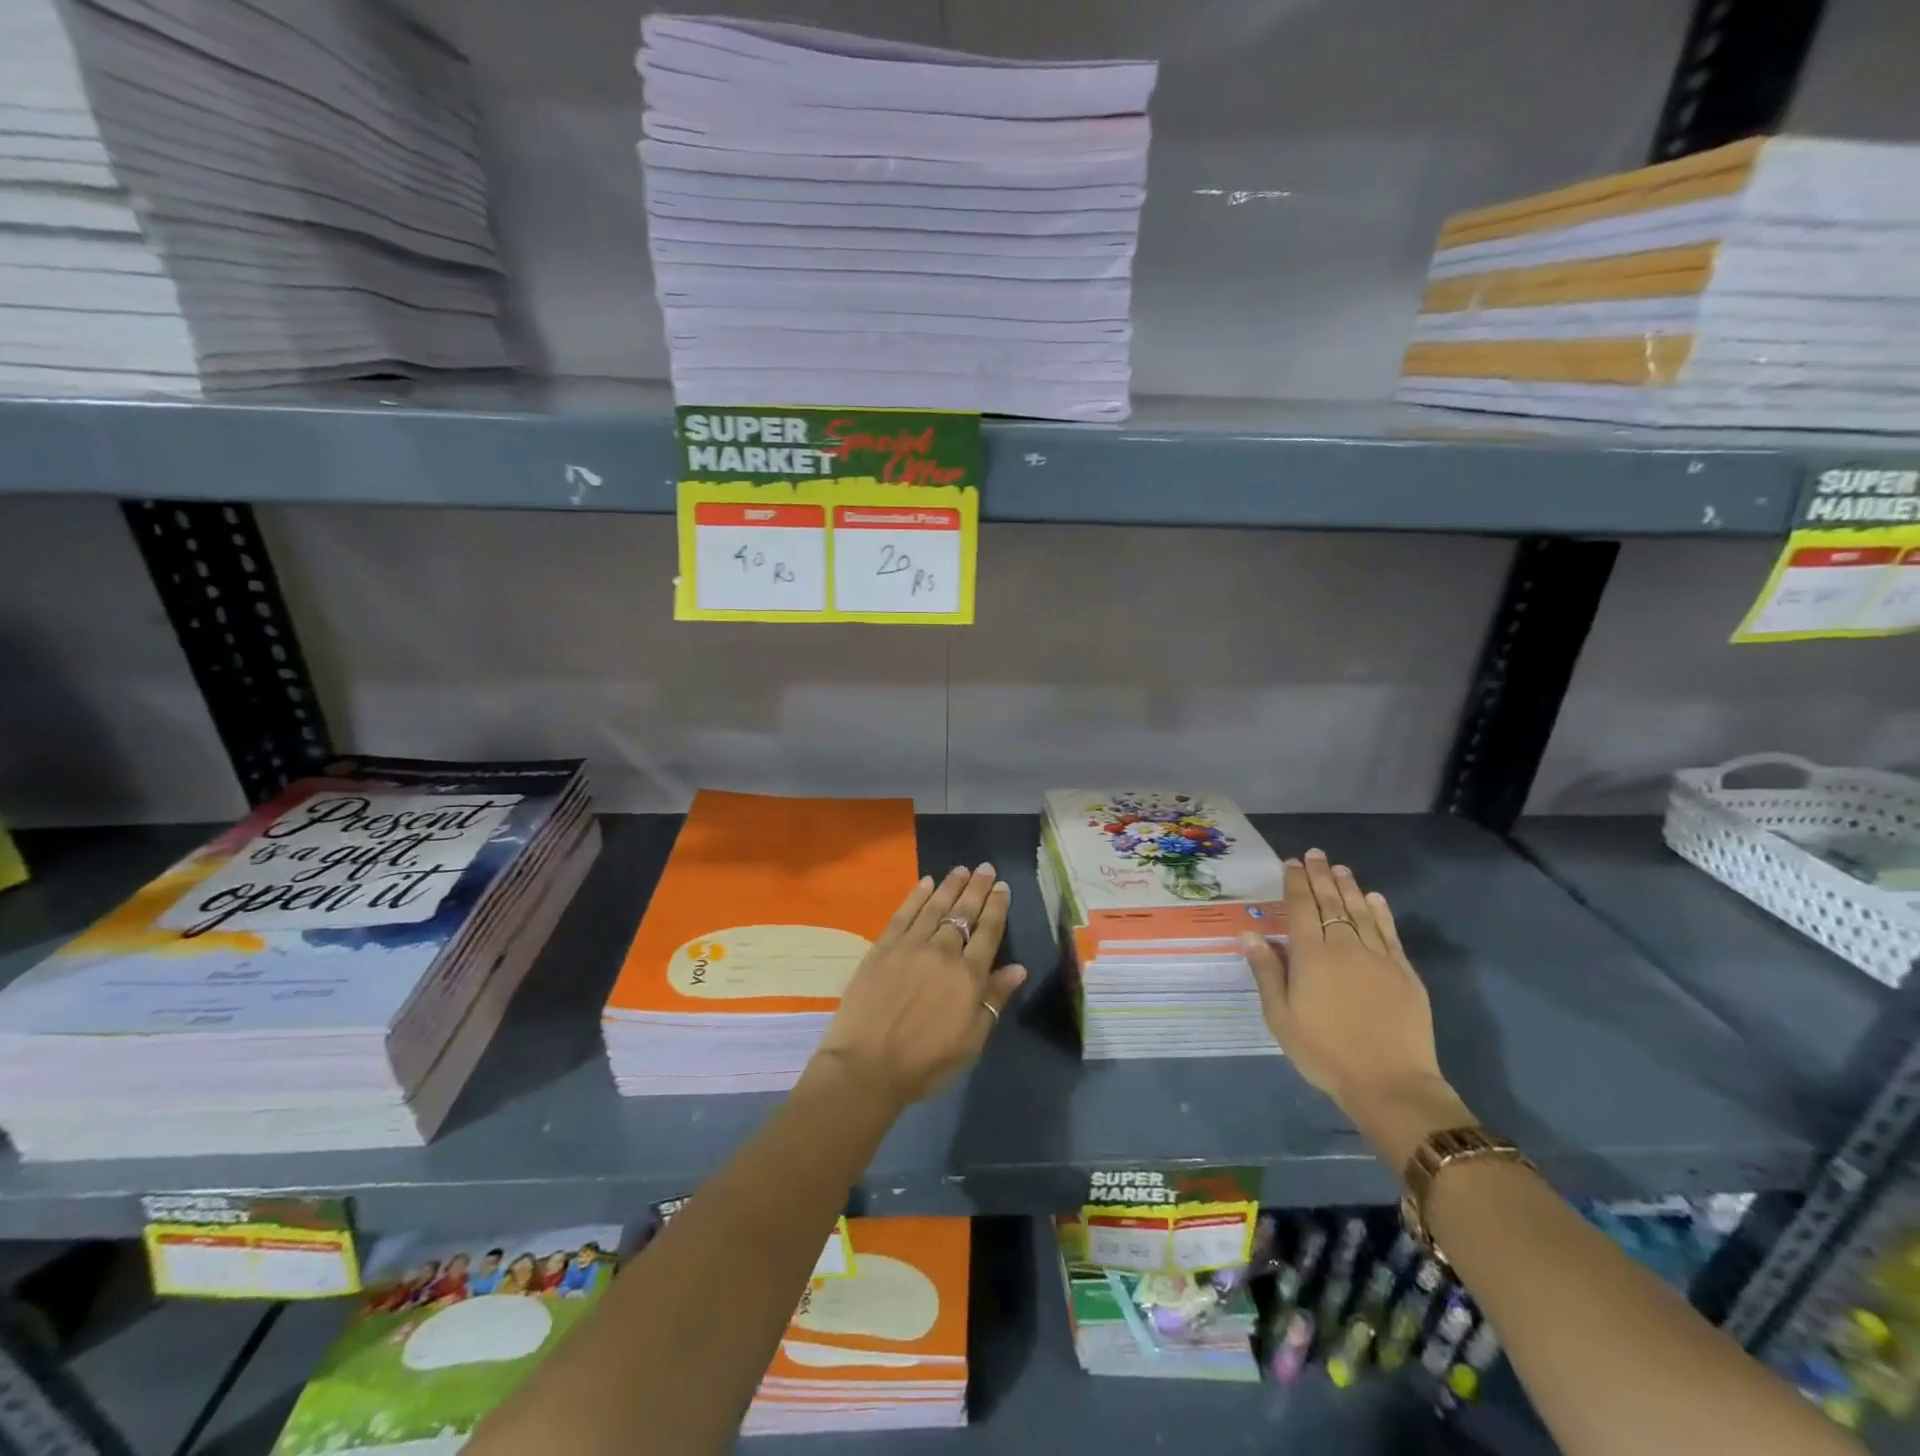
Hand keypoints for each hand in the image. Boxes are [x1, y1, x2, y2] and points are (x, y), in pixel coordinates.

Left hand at [811, 864, 1026, 1110]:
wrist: (867, 1066)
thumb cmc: (925, 1062)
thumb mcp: (971, 1040)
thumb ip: (993, 1000)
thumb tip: (1018, 968)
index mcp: (968, 976)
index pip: (988, 932)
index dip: (996, 907)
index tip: (1002, 887)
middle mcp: (942, 952)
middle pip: (963, 913)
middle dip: (977, 888)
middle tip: (986, 867)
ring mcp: (910, 946)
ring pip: (935, 907)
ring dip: (950, 885)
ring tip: (961, 869)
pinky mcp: (883, 947)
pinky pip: (904, 913)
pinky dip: (916, 896)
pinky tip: (926, 882)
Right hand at [1242, 850, 1456, 1141]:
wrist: (1390, 1084)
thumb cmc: (1324, 1052)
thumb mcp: (1281, 1017)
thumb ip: (1267, 972)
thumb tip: (1250, 934)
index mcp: (1311, 956)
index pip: (1300, 908)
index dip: (1295, 883)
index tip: (1292, 863)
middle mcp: (1344, 947)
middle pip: (1330, 903)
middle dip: (1321, 876)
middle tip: (1316, 854)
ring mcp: (1378, 957)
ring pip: (1360, 912)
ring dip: (1348, 887)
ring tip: (1340, 868)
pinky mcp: (1404, 972)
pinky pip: (1389, 933)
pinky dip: (1380, 912)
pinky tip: (1374, 899)